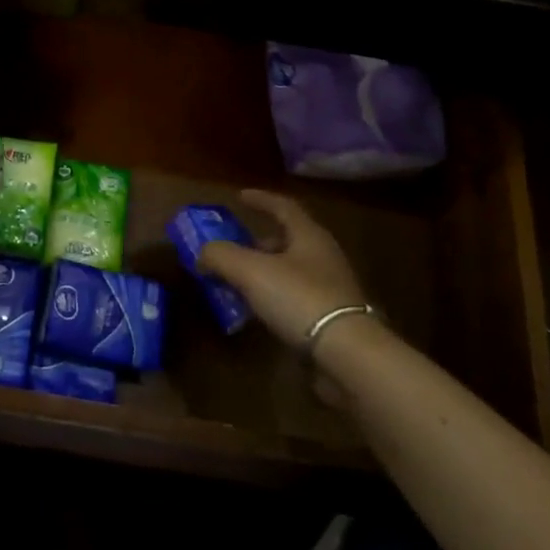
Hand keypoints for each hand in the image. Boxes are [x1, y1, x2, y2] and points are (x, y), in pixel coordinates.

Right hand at [198, 190, 373, 351]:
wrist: (347, 353)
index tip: (239, 196)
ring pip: (289, 271)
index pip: (283, 207)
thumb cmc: (299, 297)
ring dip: (262, 272)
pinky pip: (294, 298)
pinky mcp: (330, 318)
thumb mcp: (250, 270)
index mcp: (309, 236)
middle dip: (257, 242)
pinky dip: (272, 298)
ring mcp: (330, 289)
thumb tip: (202, 254)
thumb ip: (221, 255)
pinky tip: (255, 311)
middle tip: (232, 248)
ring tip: (236, 283)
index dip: (260, 199)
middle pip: (286, 240)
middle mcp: (323, 256)